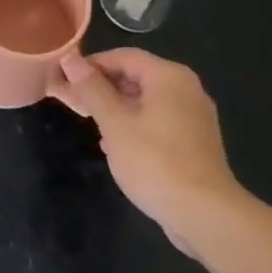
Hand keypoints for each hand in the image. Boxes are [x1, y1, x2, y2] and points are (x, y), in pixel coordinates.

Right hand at [52, 48, 242, 255]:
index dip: (91, 64)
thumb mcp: (115, 123)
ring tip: (91, 125)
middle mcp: (186, 89)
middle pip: (136, 76)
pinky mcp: (195, 142)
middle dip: (102, 88)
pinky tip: (118, 147)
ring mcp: (194, 117)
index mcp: (169, 76)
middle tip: (73, 102)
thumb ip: (92, 89)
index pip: (123, 56)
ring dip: (116, 109)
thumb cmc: (155, 162)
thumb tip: (70, 59)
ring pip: (146, 101)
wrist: (206, 216)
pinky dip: (136, 126)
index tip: (65, 79)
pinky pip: (159, 121)